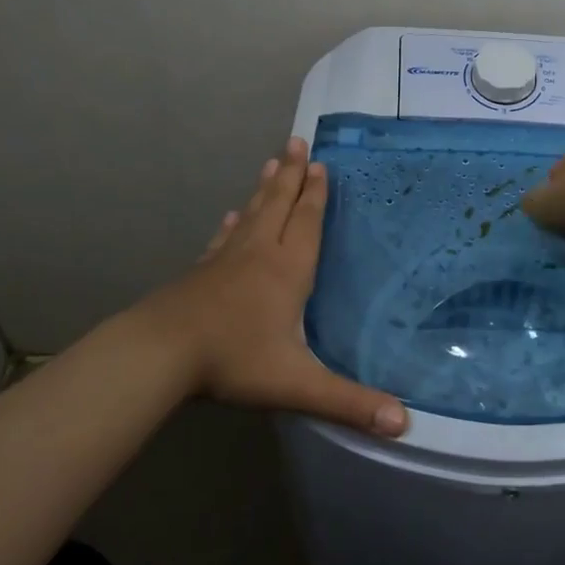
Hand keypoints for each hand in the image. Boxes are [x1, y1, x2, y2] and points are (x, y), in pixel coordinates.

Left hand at [134, 138, 407, 436]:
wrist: (160, 354)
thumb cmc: (234, 361)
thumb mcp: (298, 384)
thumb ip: (350, 402)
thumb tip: (404, 424)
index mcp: (288, 270)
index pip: (307, 222)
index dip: (316, 194)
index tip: (321, 164)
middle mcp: (260, 255)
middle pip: (279, 205)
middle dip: (292, 174)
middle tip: (297, 141)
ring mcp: (226, 261)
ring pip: (252, 214)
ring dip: (265, 188)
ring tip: (272, 162)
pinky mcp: (201, 273)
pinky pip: (224, 239)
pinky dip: (232, 224)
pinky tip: (232, 217)